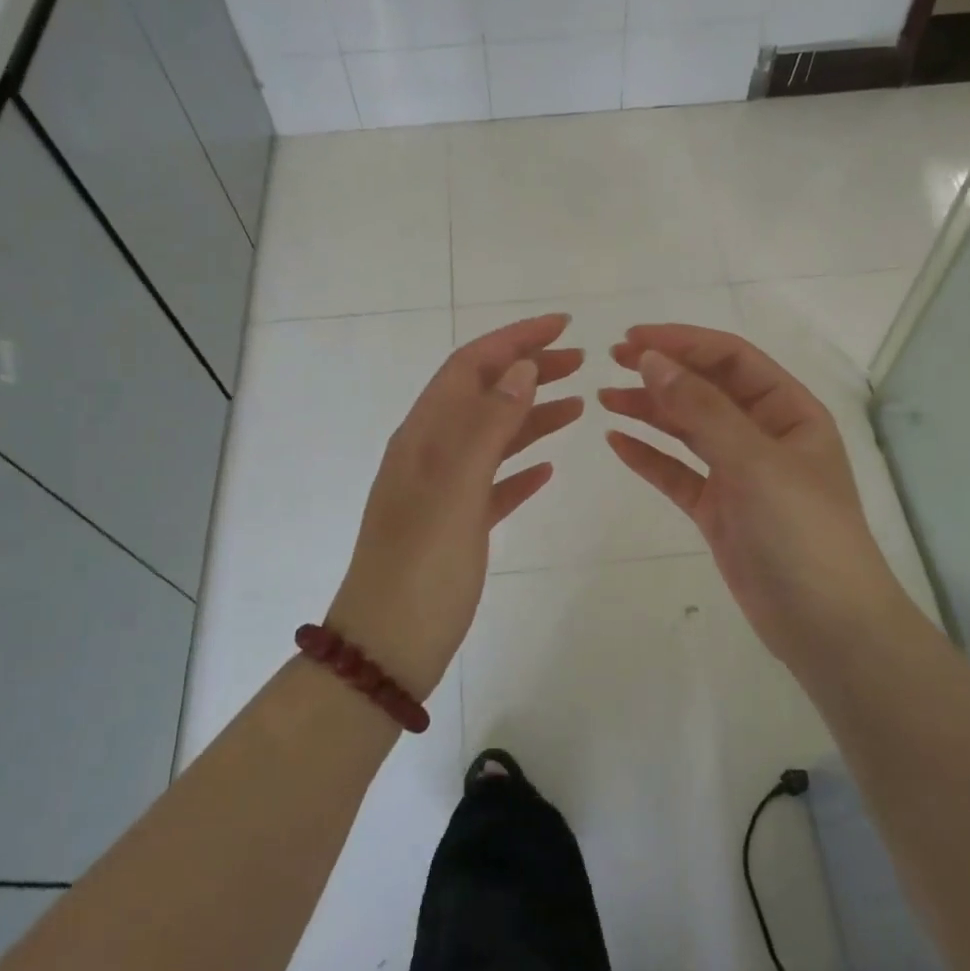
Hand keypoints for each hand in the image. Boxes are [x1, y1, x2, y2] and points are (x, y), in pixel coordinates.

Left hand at [328, 314, 582, 700]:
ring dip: (532, 414)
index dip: (515, 339)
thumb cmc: (422, 565)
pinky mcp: (457, 524)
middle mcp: (431, 452)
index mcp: (424, 435)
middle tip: (581, 361)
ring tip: (578, 404)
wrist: (388, 645)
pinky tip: (549, 467)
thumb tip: (521, 368)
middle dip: (529, 370)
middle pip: (484, 395)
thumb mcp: (455, 488)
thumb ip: (488, 425)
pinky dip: (522, 468)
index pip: (471, 366)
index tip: (563, 325)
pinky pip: (494, 482)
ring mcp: (443, 490)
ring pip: (494, 437)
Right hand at [601, 324, 904, 669]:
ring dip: (650, 411)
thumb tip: (653, 360)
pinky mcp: (719, 511)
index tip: (632, 339)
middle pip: (707, 390)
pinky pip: (678, 474)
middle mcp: (764, 435)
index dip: (683, 342)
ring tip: (605, 398)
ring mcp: (740, 474)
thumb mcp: (754, 461)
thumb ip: (702, 409)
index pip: (731, 359)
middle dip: (662, 372)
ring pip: (689, 430)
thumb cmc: (802, 531)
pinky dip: (650, 457)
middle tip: (611, 361)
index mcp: (789, 412)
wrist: (826, 625)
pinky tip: (617, 442)